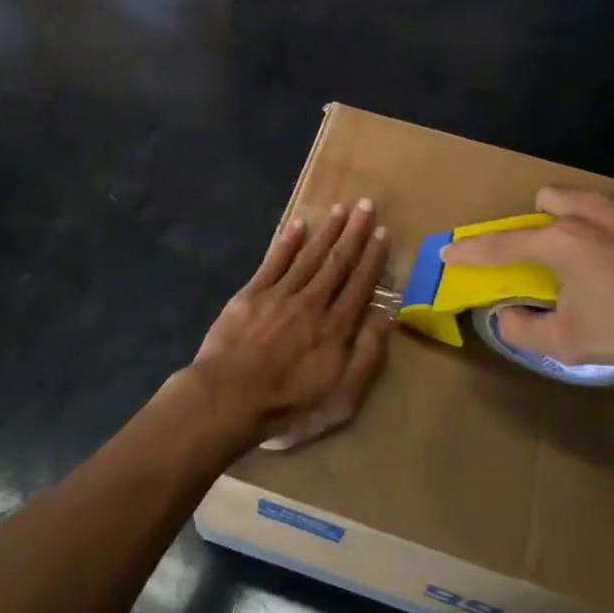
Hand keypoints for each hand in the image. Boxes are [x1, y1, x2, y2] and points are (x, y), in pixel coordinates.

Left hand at [188, 199, 392, 450]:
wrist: (228, 399)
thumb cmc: (288, 406)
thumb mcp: (340, 398)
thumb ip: (366, 357)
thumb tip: (385, 318)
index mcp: (335, 328)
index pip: (360, 285)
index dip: (373, 258)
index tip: (383, 233)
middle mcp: (312, 303)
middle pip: (337, 262)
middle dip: (354, 233)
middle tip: (366, 205)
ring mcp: (280, 295)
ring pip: (309, 256)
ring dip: (327, 231)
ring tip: (341, 208)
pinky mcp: (251, 294)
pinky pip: (274, 262)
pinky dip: (287, 242)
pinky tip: (299, 225)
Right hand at [440, 186, 613, 393]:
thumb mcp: (572, 344)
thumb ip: (525, 330)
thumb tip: (504, 317)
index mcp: (560, 242)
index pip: (500, 244)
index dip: (470, 251)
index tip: (449, 251)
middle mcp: (589, 210)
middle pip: (546, 200)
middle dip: (541, 224)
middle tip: (556, 259)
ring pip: (588, 198)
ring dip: (582, 221)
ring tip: (607, 256)